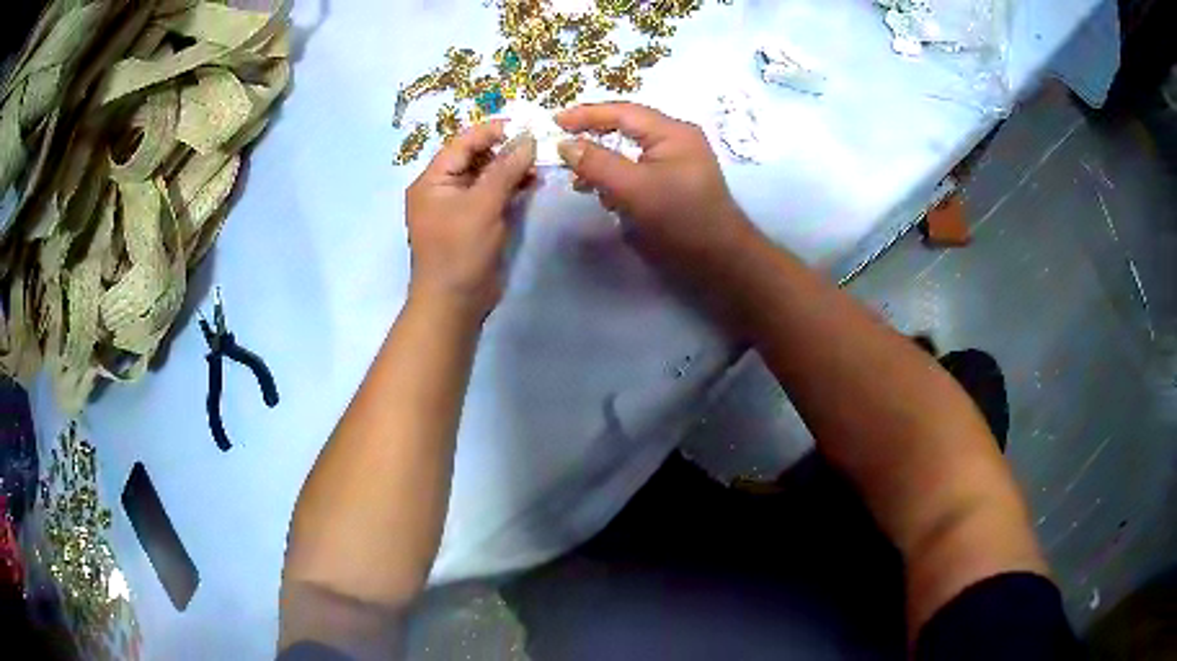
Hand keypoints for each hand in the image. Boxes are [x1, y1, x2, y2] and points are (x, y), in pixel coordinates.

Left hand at [405, 121, 535, 320]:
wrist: (455, 303)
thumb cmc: (460, 251)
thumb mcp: (482, 205)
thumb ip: (505, 168)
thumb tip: (528, 137)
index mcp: (432, 180)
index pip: (462, 143)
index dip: (492, 131)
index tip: (525, 124)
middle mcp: (442, 188)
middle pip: (475, 157)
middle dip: (505, 149)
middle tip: (538, 143)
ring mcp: (458, 206)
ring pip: (487, 175)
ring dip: (511, 168)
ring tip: (540, 163)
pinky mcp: (474, 222)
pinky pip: (492, 195)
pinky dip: (511, 187)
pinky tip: (533, 183)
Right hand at [556, 102, 753, 275]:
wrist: (719, 261)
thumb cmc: (680, 219)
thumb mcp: (634, 188)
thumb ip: (597, 163)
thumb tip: (565, 145)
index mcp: (672, 132)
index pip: (623, 112)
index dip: (587, 114)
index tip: (554, 122)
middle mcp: (676, 140)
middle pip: (626, 128)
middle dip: (593, 138)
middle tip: (562, 148)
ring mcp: (677, 162)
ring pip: (630, 151)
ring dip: (603, 162)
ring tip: (579, 180)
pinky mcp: (673, 183)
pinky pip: (638, 170)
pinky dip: (617, 178)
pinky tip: (603, 194)